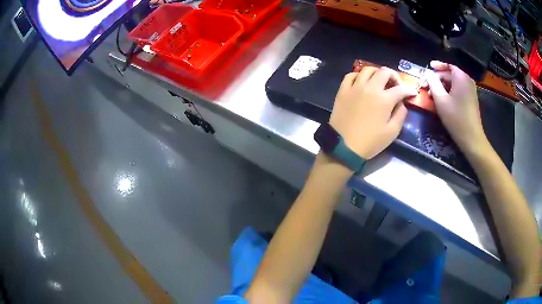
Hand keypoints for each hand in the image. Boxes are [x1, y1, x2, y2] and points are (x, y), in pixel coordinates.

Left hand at [329, 67, 416, 159]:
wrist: (343, 147)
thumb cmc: (370, 142)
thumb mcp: (392, 132)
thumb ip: (400, 115)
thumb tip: (402, 103)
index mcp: (384, 99)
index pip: (400, 89)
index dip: (409, 90)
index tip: (412, 93)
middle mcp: (370, 88)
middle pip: (384, 72)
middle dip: (394, 76)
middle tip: (396, 85)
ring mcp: (354, 87)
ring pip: (367, 69)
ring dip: (377, 72)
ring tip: (380, 81)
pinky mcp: (342, 90)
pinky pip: (350, 75)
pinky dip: (359, 75)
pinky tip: (362, 82)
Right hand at [425, 61, 488, 154]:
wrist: (472, 138)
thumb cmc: (456, 118)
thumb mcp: (440, 99)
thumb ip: (433, 82)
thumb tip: (427, 72)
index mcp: (461, 77)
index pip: (448, 65)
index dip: (437, 66)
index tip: (428, 68)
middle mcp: (467, 80)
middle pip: (451, 74)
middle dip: (439, 79)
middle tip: (428, 86)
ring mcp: (471, 90)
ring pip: (455, 83)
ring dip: (444, 86)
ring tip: (434, 94)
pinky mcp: (472, 99)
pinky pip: (459, 90)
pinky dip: (451, 91)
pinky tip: (444, 100)